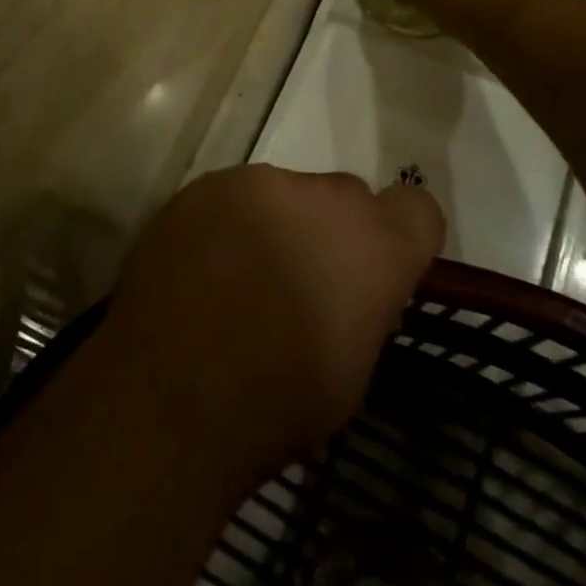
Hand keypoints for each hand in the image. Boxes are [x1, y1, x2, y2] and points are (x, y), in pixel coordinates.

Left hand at [104, 164, 443, 470]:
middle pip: (345, 197)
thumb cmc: (276, 403)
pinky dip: (229, 224)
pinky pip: (233, 196)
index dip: (402, 238)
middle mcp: (319, 195)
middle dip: (333, 232)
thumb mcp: (352, 371)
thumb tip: (351, 288)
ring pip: (284, 193)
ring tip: (240, 279)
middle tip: (300, 281)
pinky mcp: (202, 186)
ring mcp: (254, 183)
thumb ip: (365, 307)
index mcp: (373, 243)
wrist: (168, 393)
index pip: (417, 210)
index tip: (379, 271)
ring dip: (277, 224)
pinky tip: (203, 269)